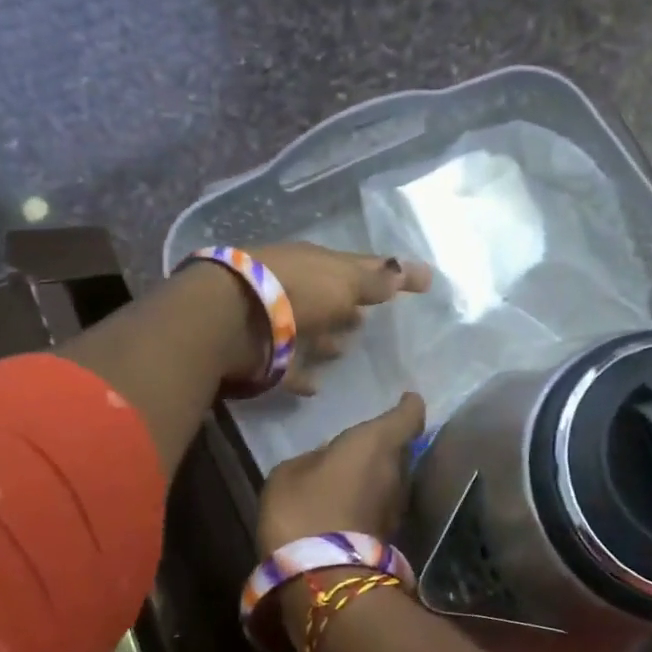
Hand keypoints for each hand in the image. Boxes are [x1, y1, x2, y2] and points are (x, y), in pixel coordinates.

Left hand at [247, 243, 432, 393]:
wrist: (232, 317)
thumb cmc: (297, 291)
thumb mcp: (344, 281)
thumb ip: (375, 280)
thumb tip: (408, 270)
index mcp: (317, 264)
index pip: (361, 266)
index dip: (391, 273)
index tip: (420, 281)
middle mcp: (296, 288)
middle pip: (329, 297)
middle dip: (348, 307)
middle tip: (368, 319)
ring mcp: (276, 320)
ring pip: (307, 328)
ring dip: (325, 338)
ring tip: (344, 352)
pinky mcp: (263, 354)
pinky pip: (289, 365)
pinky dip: (303, 373)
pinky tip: (317, 386)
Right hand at [257, 392, 426, 555]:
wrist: (322, 577)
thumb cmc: (303, 509)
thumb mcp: (289, 473)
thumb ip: (313, 459)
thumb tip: (326, 463)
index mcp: (375, 443)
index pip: (407, 417)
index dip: (408, 406)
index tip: (408, 398)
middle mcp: (397, 471)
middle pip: (400, 450)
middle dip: (384, 446)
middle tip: (360, 444)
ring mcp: (396, 506)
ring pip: (391, 479)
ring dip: (376, 476)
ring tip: (350, 474)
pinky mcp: (390, 534)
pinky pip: (381, 504)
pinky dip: (369, 499)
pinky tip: (346, 503)